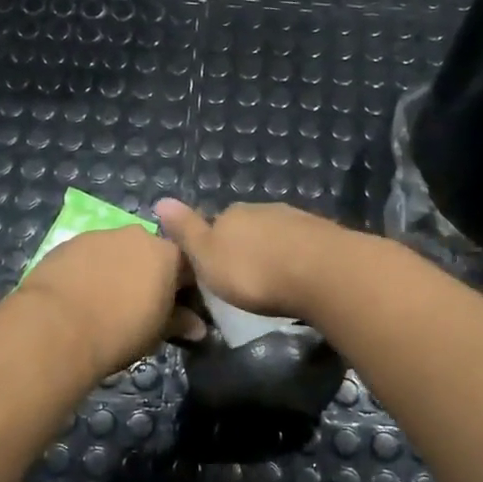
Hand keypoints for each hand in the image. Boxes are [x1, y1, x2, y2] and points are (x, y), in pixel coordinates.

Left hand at [19, 224, 192, 377]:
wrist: (57, 326)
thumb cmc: (120, 331)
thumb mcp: (157, 333)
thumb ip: (179, 323)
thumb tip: (198, 327)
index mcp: (167, 253)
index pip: (187, 266)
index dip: (184, 288)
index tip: (178, 309)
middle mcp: (137, 235)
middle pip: (150, 253)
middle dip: (149, 274)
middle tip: (140, 305)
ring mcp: (101, 235)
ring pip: (118, 251)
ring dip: (118, 269)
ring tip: (105, 301)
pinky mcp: (69, 242)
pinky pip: (89, 255)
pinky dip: (90, 269)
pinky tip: (80, 294)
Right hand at [152, 200, 347, 321]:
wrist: (320, 272)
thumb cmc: (253, 271)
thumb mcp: (207, 257)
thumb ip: (187, 231)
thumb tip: (160, 200)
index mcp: (231, 214)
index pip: (214, 223)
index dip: (212, 245)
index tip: (215, 270)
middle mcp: (262, 209)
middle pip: (246, 227)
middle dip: (244, 248)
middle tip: (244, 279)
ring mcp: (295, 219)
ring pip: (275, 234)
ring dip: (272, 252)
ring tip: (272, 280)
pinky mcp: (323, 235)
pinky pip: (300, 245)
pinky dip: (296, 258)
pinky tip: (298, 276)